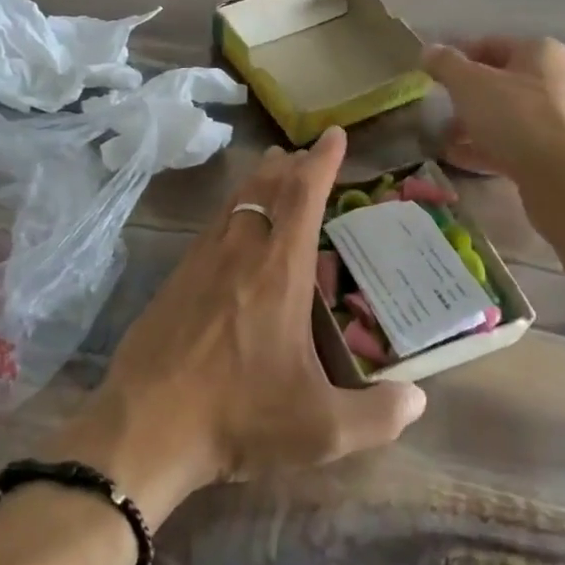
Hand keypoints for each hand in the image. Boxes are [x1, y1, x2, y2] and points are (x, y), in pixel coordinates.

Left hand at [46, 126, 426, 526]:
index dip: (322, 161)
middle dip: (291, 165)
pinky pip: (212, 226)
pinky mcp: (175, 279)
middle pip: (267, 188)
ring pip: (235, 202)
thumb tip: (418, 399)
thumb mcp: (320, 430)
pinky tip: (232, 230)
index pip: (304, 195)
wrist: (145, 426)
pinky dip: (232, 210)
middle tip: (305, 154)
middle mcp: (241, 251)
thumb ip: (377, 416)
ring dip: (258, 181)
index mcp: (279, 270)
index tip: (334, 134)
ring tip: (272, 172)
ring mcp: (201, 261)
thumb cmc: (238, 416)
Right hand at [420, 37, 564, 186]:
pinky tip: (456, 158)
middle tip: (436, 108)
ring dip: (471, 125)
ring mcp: (556, 119)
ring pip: (504, 115)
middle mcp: (553, 80)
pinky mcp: (553, 153)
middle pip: (498, 82)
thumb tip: (429, 50)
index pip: (489, 44)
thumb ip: (446, 64)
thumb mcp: (470, 84)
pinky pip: (512, 143)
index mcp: (539, 52)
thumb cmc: (515, 117)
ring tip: (441, 138)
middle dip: (463, 96)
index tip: (430, 75)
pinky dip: (484, 147)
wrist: (563, 178)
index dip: (456, 57)